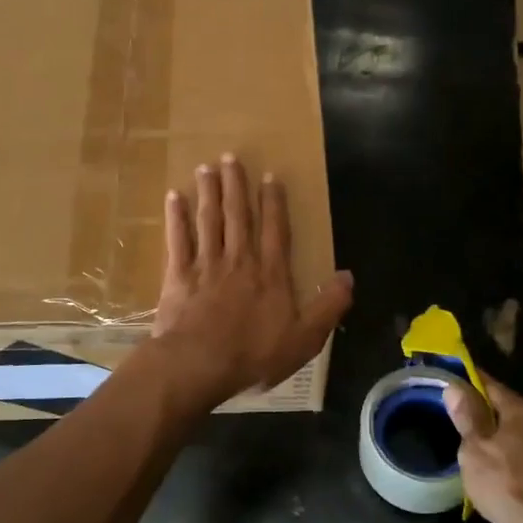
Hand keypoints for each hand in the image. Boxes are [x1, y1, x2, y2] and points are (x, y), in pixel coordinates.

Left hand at [150, 155, 353, 407]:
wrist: (198, 365)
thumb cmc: (253, 355)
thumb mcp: (304, 339)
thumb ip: (328, 307)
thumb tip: (348, 277)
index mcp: (270, 274)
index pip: (275, 230)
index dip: (274, 202)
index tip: (269, 176)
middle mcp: (239, 260)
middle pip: (238, 216)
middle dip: (235, 185)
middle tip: (230, 157)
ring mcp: (206, 265)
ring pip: (209, 220)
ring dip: (208, 192)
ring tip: (206, 167)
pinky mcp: (178, 276)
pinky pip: (178, 239)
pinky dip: (176, 217)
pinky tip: (173, 197)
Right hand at [445, 377, 522, 522]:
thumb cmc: (504, 484)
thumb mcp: (474, 450)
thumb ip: (466, 416)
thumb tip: (455, 386)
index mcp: (522, 409)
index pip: (491, 385)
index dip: (470, 382)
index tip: (454, 380)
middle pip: (508, 407)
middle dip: (487, 410)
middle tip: (462, 418)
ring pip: (521, 430)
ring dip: (502, 433)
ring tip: (480, 444)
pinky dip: (515, 452)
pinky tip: (503, 466)